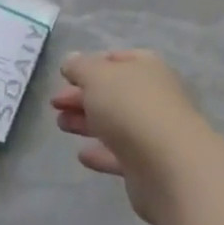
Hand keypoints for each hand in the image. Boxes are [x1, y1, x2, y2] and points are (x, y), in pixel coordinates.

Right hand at [51, 49, 213, 224]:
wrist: (168, 165)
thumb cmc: (131, 107)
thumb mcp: (98, 77)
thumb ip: (81, 67)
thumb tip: (71, 60)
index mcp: (146, 67)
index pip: (117, 59)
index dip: (91, 64)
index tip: (66, 75)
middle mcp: (152, 95)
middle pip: (113, 92)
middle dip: (83, 95)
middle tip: (55, 103)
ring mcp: (152, 130)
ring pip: (114, 122)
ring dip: (87, 121)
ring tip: (60, 124)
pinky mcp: (147, 164)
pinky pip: (119, 154)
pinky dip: (101, 153)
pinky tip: (82, 155)